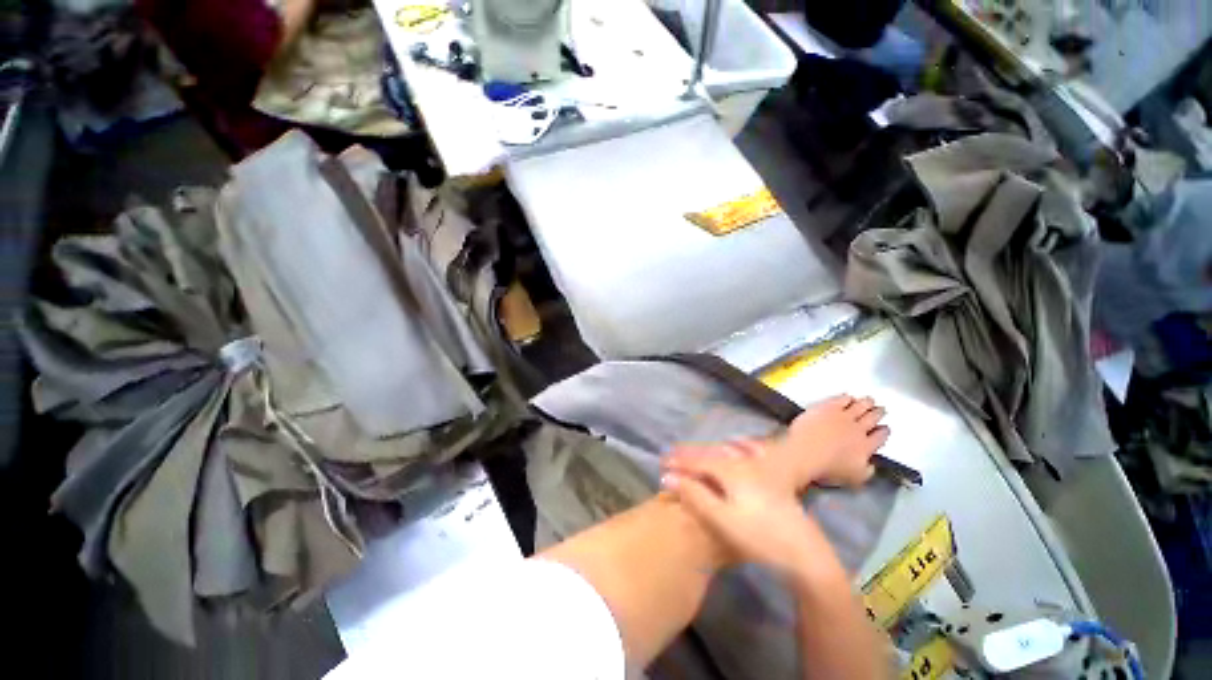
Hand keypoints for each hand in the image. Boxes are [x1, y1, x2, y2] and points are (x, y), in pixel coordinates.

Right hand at [661, 449, 840, 580]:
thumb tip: (668, 477)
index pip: (697, 463)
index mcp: (731, 471)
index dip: (678, 462)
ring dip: (707, 451)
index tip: (661, 463)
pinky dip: (738, 446)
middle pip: (711, 454)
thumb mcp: (722, 520)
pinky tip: (736, 443)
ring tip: (694, 452)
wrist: (806, 555)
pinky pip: (750, 453)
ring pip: (728, 453)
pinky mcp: (773, 478)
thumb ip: (694, 496)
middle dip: (690, 454)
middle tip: (671, 455)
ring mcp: (761, 469)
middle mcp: (744, 463)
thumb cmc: (760, 538)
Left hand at [770, 395, 889, 490]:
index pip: (880, 437)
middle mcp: (857, 429)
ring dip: (866, 402)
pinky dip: (846, 397)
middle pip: (872, 418)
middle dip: (878, 413)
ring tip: (869, 400)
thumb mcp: (854, 478)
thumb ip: (867, 471)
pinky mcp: (826, 407)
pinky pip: (840, 399)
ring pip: (859, 406)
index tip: (885, 429)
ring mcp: (842, 416)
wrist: (803, 453)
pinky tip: (847, 396)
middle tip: (881, 409)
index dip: (883, 432)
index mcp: (865, 447)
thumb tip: (871, 466)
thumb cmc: (825, 468)